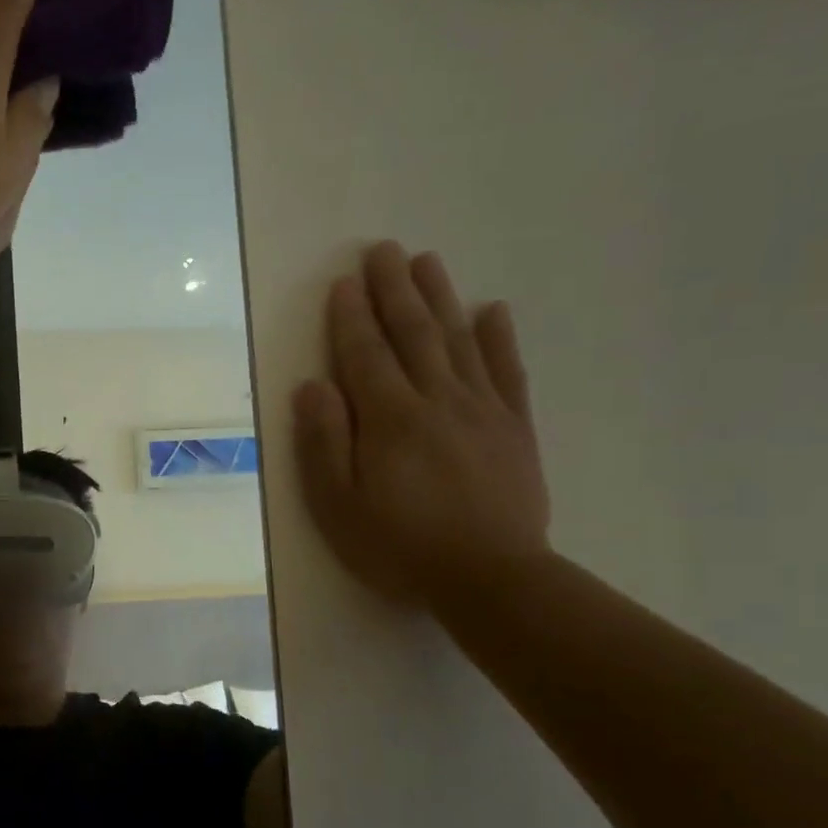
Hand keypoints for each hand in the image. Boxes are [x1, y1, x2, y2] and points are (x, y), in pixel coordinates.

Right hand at [292, 242, 550, 606]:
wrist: (490, 577)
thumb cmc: (398, 544)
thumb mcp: (338, 503)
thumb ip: (324, 441)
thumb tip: (312, 386)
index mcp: (389, 418)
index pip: (365, 354)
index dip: (351, 316)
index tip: (343, 282)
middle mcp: (437, 400)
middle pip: (413, 333)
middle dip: (394, 289)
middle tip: (384, 250)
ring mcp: (482, 409)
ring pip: (458, 340)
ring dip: (440, 297)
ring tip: (427, 261)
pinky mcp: (515, 427)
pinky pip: (507, 371)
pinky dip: (499, 337)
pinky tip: (493, 310)